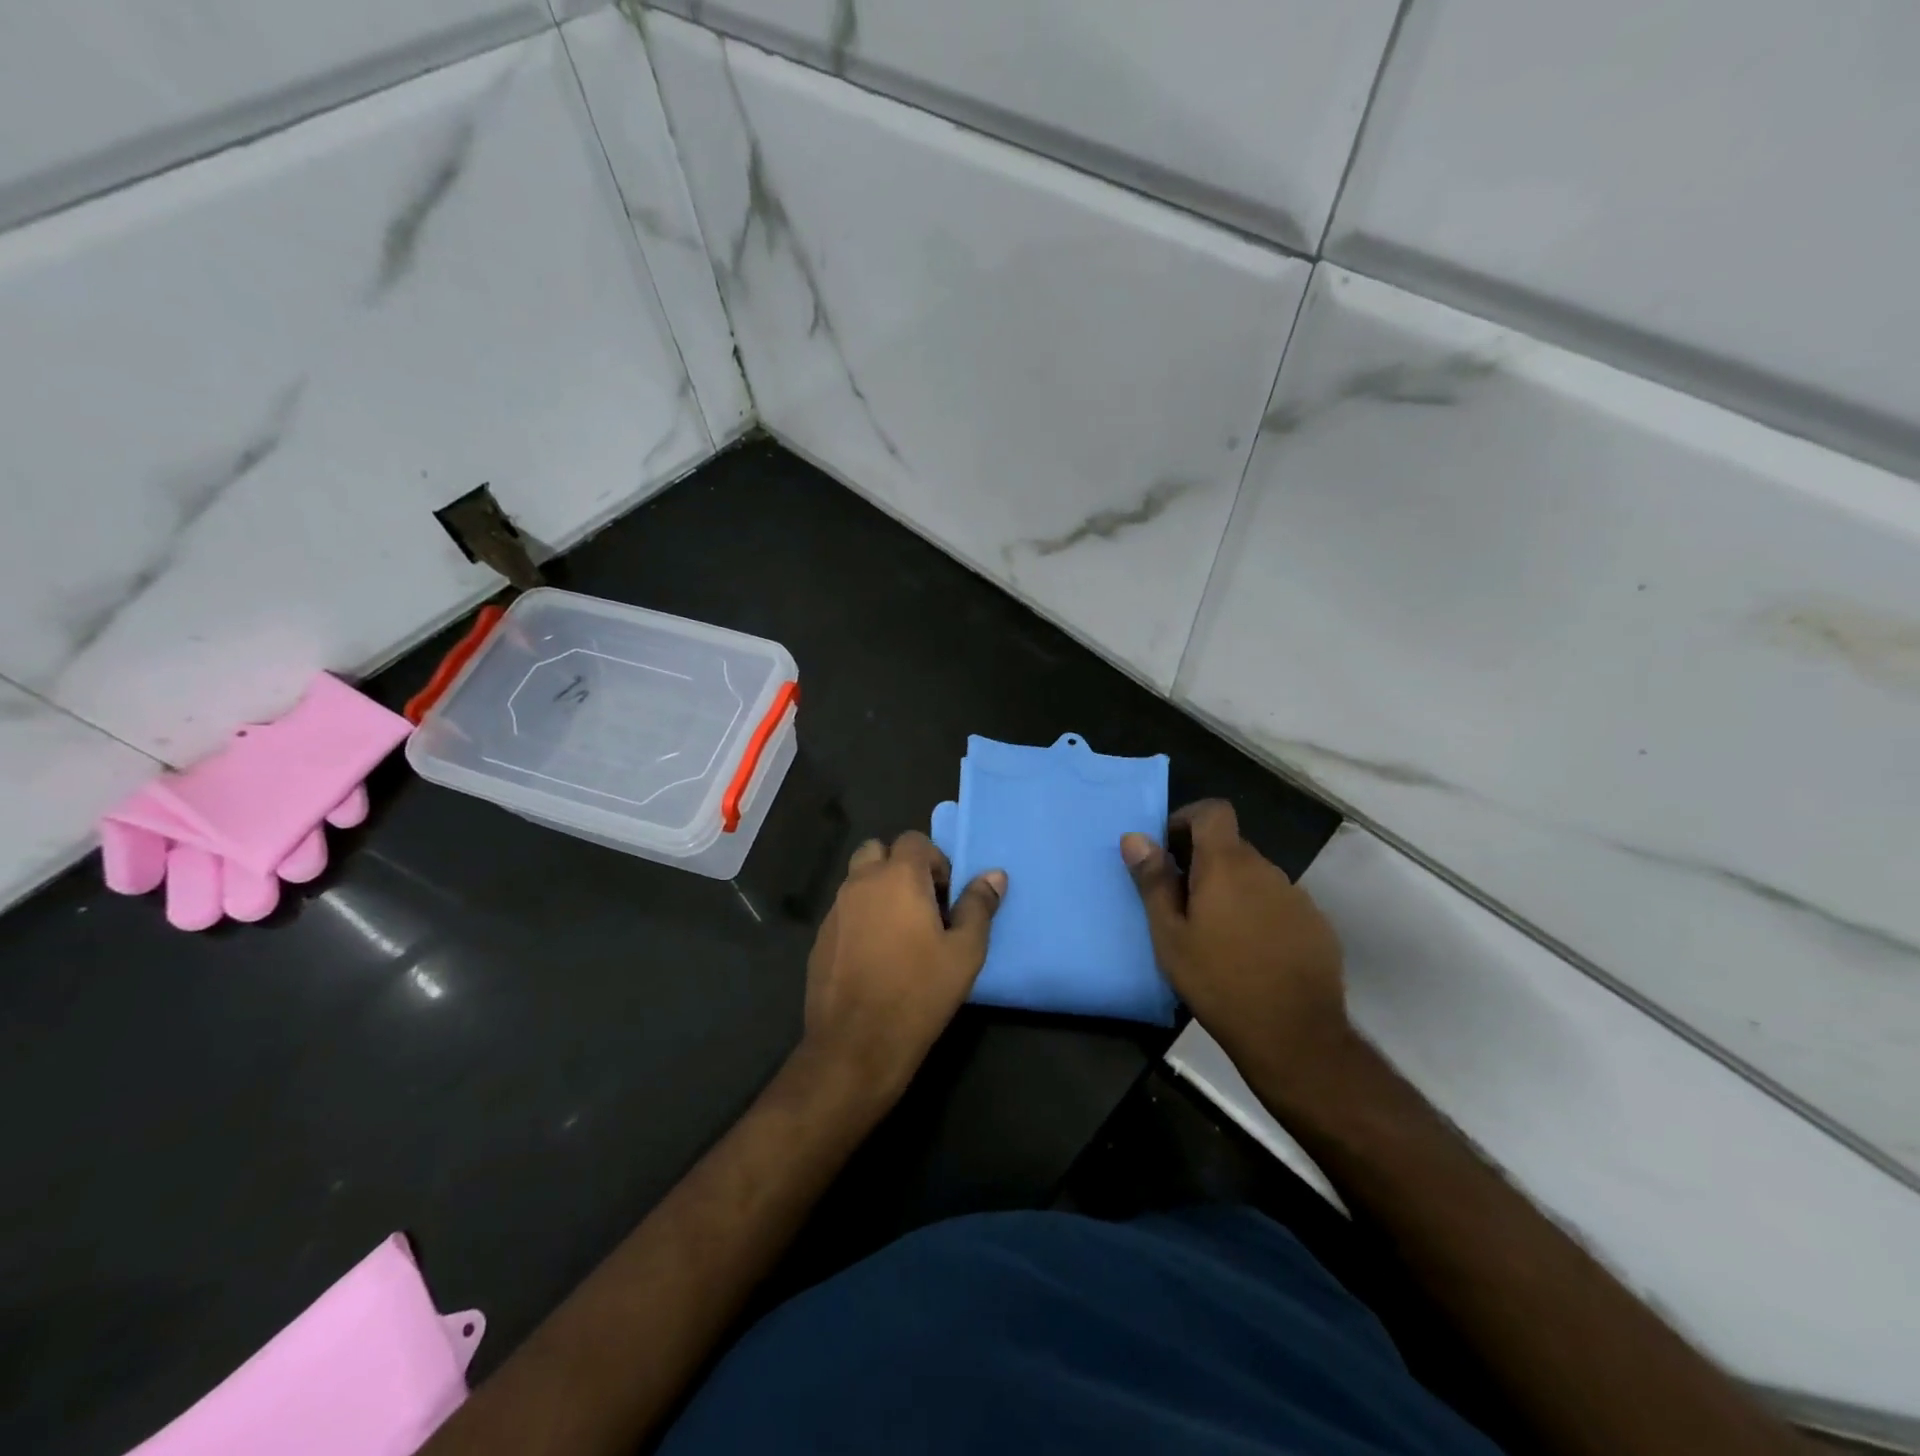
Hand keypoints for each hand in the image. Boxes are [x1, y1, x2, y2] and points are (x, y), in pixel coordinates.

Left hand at [801, 831, 1006, 1101]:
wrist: (856, 1045)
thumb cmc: (919, 992)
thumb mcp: (964, 952)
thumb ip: (978, 906)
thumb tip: (994, 875)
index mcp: (897, 877)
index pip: (914, 840)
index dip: (935, 861)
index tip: (946, 897)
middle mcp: (860, 883)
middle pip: (877, 851)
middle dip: (900, 866)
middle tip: (922, 904)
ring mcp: (835, 910)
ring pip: (857, 880)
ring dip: (879, 891)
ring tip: (901, 932)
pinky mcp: (820, 938)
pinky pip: (844, 911)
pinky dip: (861, 917)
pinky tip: (876, 956)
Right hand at [1121, 800, 1351, 1098]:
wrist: (1294, 1035)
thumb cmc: (1218, 981)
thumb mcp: (1170, 935)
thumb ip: (1153, 881)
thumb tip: (1135, 837)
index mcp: (1227, 865)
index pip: (1213, 811)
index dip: (1188, 818)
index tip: (1170, 850)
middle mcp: (1266, 870)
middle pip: (1231, 846)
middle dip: (1204, 863)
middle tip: (1182, 904)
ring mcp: (1297, 897)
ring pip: (1255, 878)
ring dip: (1232, 890)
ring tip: (1215, 934)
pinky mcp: (1316, 926)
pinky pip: (1279, 904)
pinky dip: (1259, 914)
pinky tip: (1250, 954)